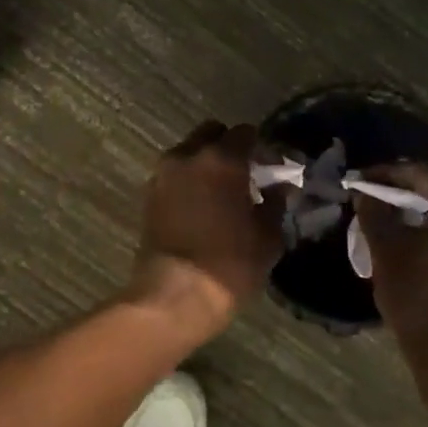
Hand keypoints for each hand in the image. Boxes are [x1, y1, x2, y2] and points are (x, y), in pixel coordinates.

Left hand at [127, 121, 282, 338]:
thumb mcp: (267, 236)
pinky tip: (199, 206)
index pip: (244, 133)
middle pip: (210, 134)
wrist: (175, 293)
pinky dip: (187, 182)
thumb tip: (280, 187)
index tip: (269, 167)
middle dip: (227, 147)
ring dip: (204, 164)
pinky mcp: (148, 195)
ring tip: (219, 193)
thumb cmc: (230, 263)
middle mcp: (188, 156)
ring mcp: (163, 175)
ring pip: (188, 153)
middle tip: (243, 174)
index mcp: (222, 159)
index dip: (259, 147)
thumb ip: (274, 203)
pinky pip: (173, 176)